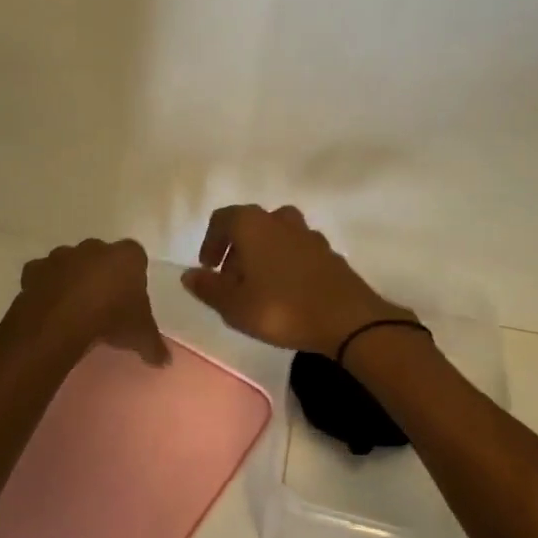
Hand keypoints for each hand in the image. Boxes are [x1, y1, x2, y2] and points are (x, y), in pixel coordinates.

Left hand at [13, 237, 169, 366]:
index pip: (136, 257)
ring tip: (74, 308)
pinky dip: (45, 287)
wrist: (61, 322)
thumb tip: (165, 361)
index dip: (133, 276)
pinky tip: (49, 308)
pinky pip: (42, 275)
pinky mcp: (35, 269)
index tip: (130, 297)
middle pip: (102, 256)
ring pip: (70, 263)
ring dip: (72, 278)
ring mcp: (62, 255)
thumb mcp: (140, 336)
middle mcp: (95, 247)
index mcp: (127, 256)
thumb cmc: (111, 319)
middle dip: (102, 274)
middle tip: (103, 303)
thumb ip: (154, 345)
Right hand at [180, 204, 411, 356]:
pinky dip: (285, 264)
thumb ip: (208, 288)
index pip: (223, 219)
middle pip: (250, 225)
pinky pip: (297, 251)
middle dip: (236, 250)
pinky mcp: (329, 253)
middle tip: (231, 282)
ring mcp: (309, 235)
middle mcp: (280, 220)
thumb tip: (189, 275)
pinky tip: (286, 292)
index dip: (210, 241)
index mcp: (253, 224)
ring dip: (262, 256)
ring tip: (258, 287)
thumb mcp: (234, 306)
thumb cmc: (281, 308)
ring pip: (276, 236)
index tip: (208, 268)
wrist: (347, 319)